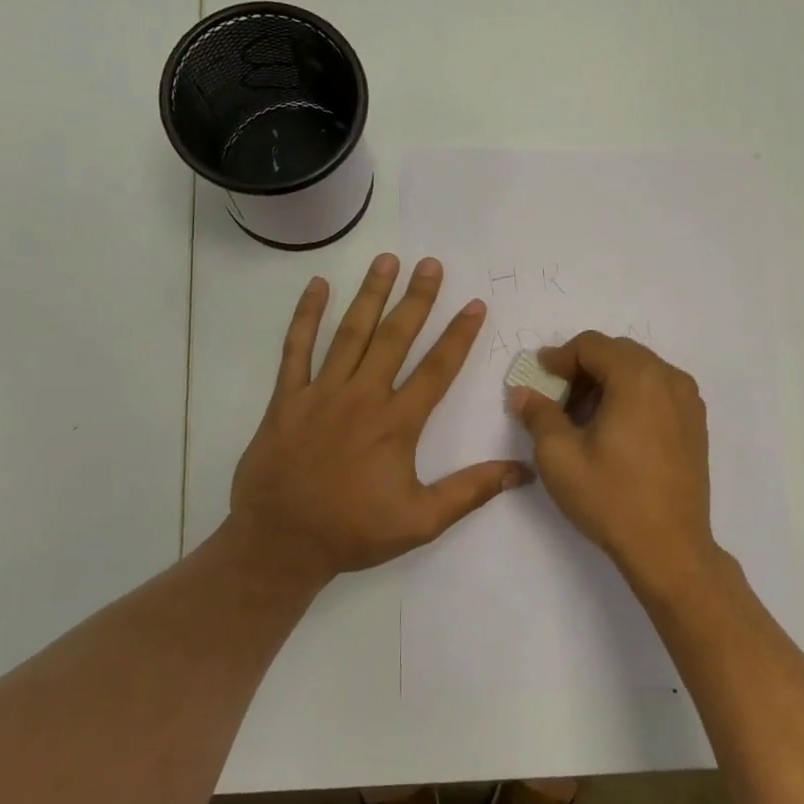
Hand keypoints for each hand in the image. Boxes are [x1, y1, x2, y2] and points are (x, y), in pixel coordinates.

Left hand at [229, 254, 530, 586]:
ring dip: (370, 295)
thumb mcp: (421, 522)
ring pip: (350, 334)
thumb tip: (522, 470)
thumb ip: (471, 491)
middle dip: (416, 299)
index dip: (459, 335)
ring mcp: (320, 393)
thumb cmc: (353, 532)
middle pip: (394, 338)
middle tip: (431, 264)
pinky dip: (306, 316)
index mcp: (396, 423)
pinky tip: (317, 286)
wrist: (281, 543)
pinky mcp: (287, 399)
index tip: (474, 304)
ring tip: (386, 260)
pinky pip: (296, 349)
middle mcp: (361, 397)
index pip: (436, 369)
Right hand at [510, 331, 720, 592]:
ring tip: (582, 417)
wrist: (669, 547)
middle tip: (556, 398)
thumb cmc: (610, 497)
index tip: (538, 377)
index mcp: (638, 377)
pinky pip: (658, 392)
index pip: (592, 345)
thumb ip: (538, 414)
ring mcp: (689, 402)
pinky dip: (631, 397)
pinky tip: (613, 430)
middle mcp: (670, 379)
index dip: (559, 357)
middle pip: (618, 353)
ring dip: (608, 382)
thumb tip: (524, 392)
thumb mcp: (559, 456)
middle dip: (583, 369)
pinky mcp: (695, 425)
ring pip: (640, 372)